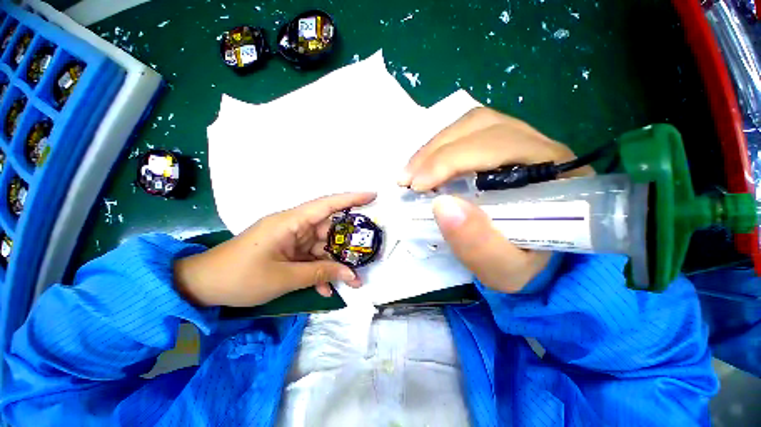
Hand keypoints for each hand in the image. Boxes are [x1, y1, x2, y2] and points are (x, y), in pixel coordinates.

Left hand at [174, 192, 376, 306]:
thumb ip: (320, 274)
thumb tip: (351, 276)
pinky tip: (326, 289)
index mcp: (291, 222)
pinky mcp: (288, 251)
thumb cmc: (240, 277)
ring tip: (352, 279)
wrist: (203, 285)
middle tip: (367, 251)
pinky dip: (319, 271)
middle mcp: (294, 226)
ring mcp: (292, 239)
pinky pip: (311, 258)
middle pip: (329, 228)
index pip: (327, 204)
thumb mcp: (284, 278)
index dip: (351, 198)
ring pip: (323, 246)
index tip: (372, 195)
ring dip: (335, 263)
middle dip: (348, 242)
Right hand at [399, 107, 592, 292]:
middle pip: (482, 128)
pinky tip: (425, 166)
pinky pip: (468, 133)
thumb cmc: (524, 267)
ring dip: (435, 146)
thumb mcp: (505, 269)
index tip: (417, 186)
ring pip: (473, 125)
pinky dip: (440, 147)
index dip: (452, 160)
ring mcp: (522, 142)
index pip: (499, 146)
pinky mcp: (503, 146)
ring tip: (412, 172)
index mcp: (556, 175)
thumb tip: (442, 205)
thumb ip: (479, 244)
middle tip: (406, 180)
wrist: (534, 261)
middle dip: (436, 152)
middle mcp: (542, 148)